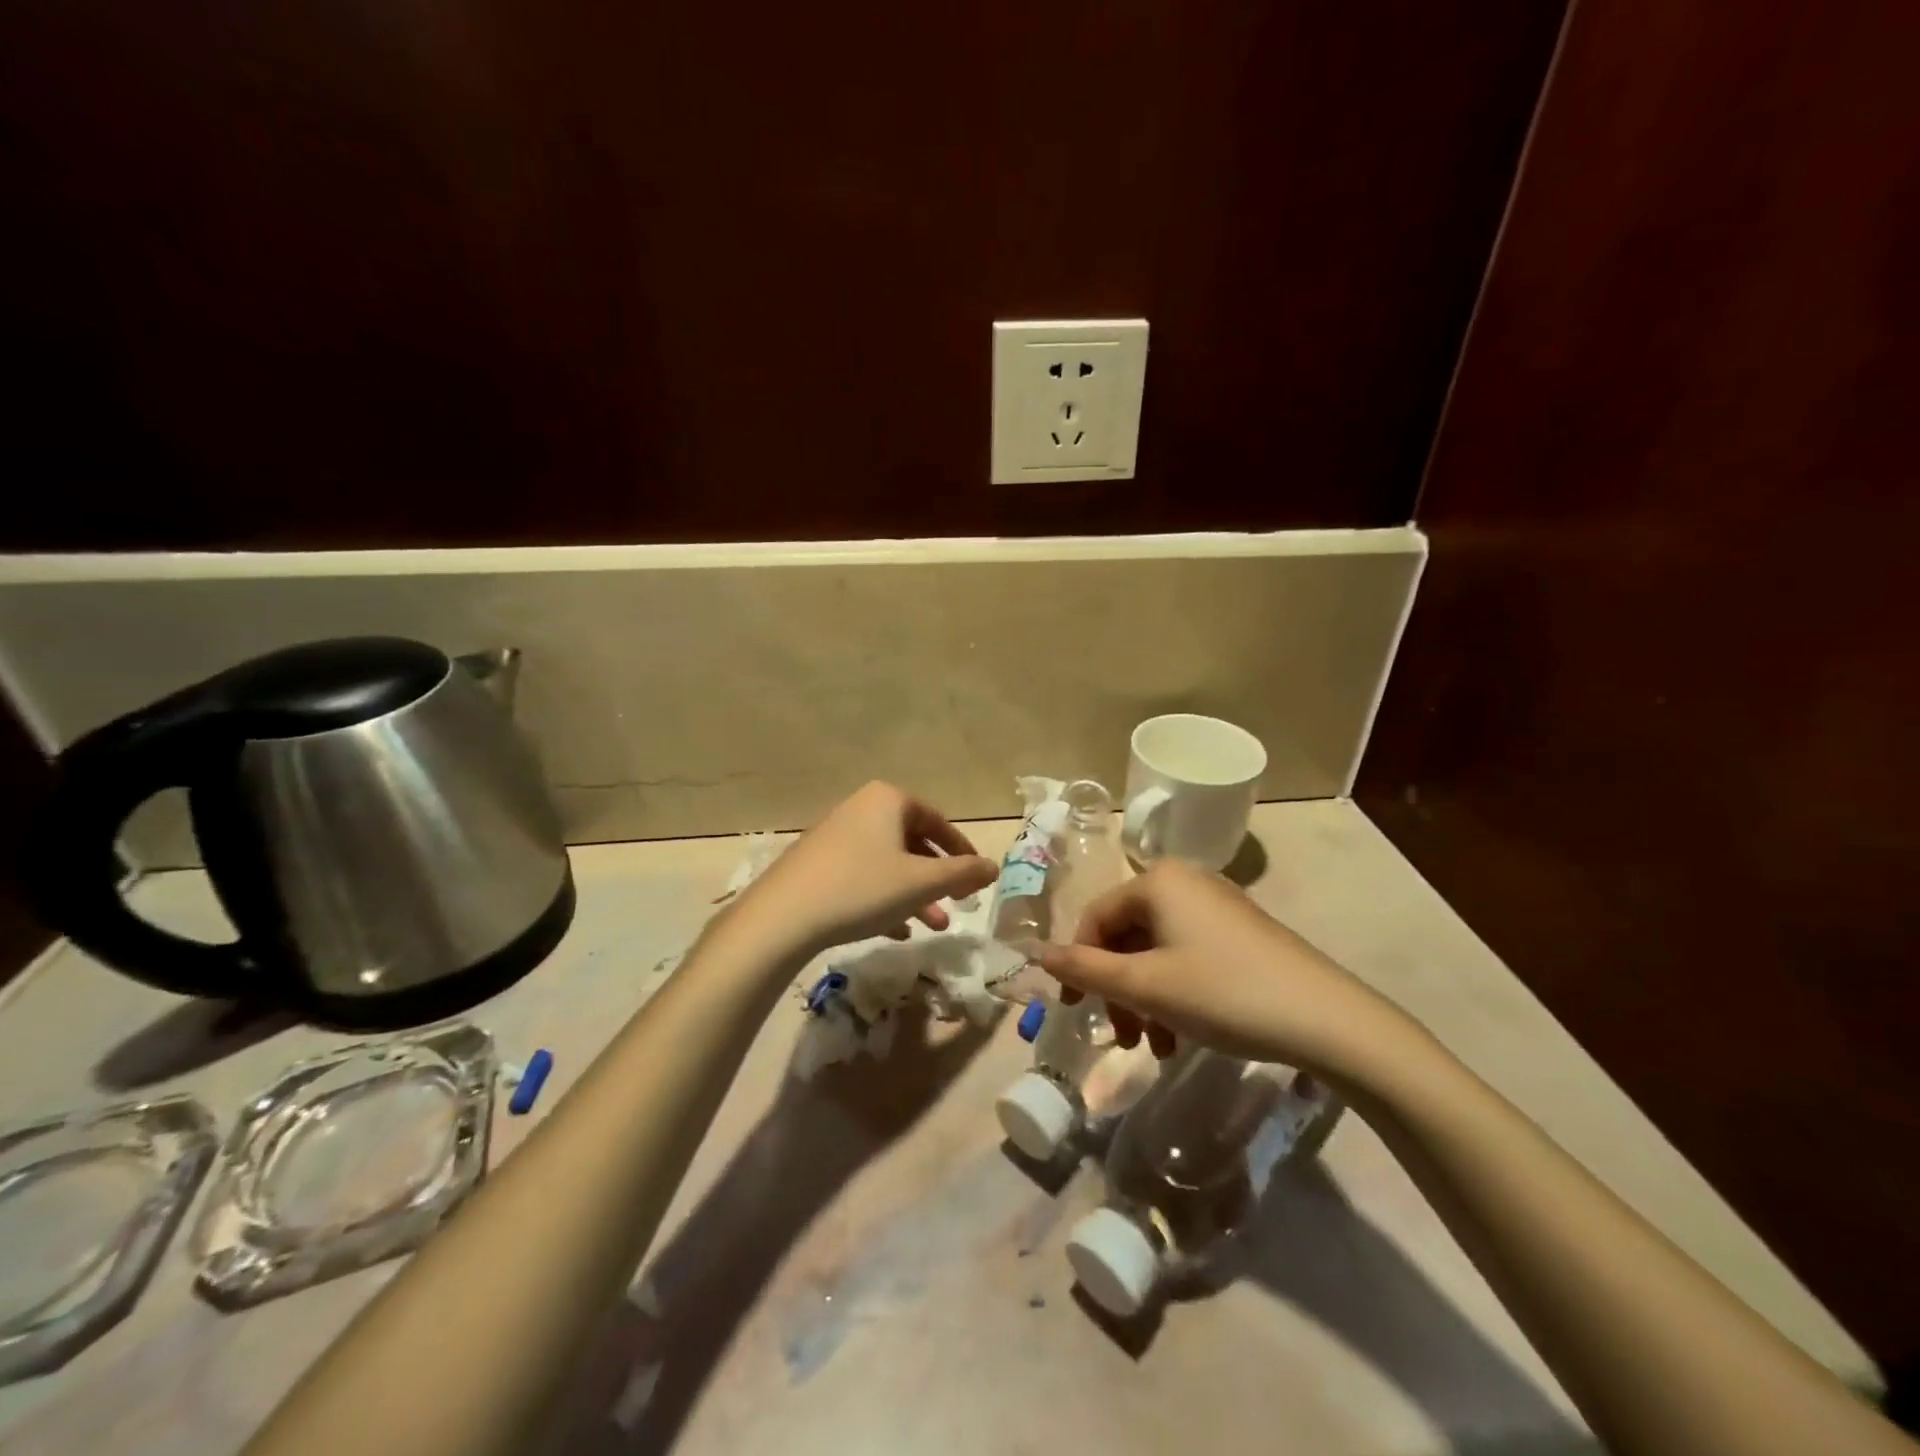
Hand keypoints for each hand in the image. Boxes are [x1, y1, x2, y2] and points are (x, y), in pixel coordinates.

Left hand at [738, 782, 997, 957]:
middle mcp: (861, 808)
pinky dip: (883, 899)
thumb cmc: (862, 889)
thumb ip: (963, 873)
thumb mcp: (922, 883)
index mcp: (888, 800)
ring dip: (913, 894)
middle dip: (937, 879)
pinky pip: (861, 876)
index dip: (962, 851)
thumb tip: (993, 866)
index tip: (977, 878)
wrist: (783, 917)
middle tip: (957, 906)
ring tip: (932, 927)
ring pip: (887, 863)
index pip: (937, 821)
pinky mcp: (816, 863)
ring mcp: (835, 835)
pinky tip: (895, 931)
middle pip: (912, 843)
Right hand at [1036, 859, 1421, 1080]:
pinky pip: (1187, 956)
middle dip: (1117, 989)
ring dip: (1145, 998)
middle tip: (1123, 1037)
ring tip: (1155, 1046)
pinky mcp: (1240, 932)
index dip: (1078, 964)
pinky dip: (1174, 993)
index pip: (1096, 918)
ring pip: (1156, 951)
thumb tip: (1036, 952)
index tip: (1073, 1010)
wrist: (1326, 1020)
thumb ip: (1084, 969)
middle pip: (1127, 935)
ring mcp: (1216, 906)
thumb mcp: (1145, 986)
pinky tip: (1182, 1037)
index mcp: (1157, 880)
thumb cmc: (1222, 993)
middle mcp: (1185, 882)